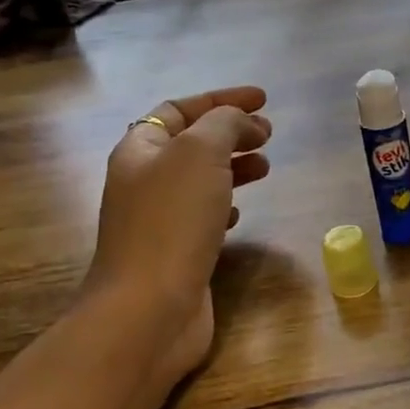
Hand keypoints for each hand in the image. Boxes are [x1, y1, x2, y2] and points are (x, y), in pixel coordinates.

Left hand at [79, 86, 272, 379]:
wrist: (148, 309)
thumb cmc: (172, 221)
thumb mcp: (200, 153)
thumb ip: (224, 124)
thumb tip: (242, 121)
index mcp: (140, 149)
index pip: (179, 109)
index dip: (221, 99)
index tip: (264, 99)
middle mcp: (144, 180)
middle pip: (191, 143)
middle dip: (231, 132)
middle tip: (269, 135)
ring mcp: (157, 220)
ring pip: (200, 179)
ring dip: (233, 166)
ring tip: (265, 167)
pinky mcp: (175, 252)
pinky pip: (202, 215)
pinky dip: (224, 204)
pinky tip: (240, 213)